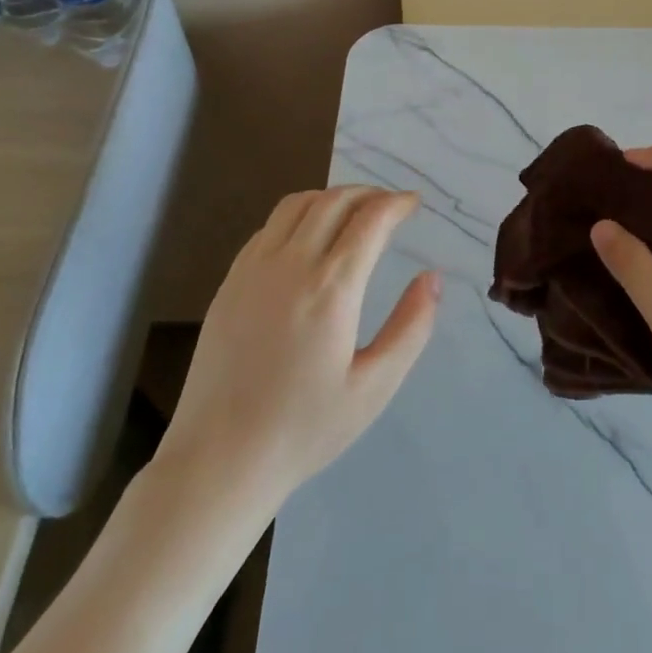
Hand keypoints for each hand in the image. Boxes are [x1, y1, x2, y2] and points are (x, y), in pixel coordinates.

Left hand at [155, 187, 440, 514]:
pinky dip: (298, 215)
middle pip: (333, 201)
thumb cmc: (305, 428)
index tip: (414, 203)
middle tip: (390, 205)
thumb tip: (432, 278)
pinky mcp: (230, 282)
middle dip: (368, 194)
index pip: (370, 220)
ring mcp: (253, 270)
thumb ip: (411, 327)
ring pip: (296, 205)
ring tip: (354, 213)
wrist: (219, 458)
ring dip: (332, 197)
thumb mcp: (375, 387)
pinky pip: (268, 227)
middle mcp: (290, 265)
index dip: (396, 203)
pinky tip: (309, 238)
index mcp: (330, 289)